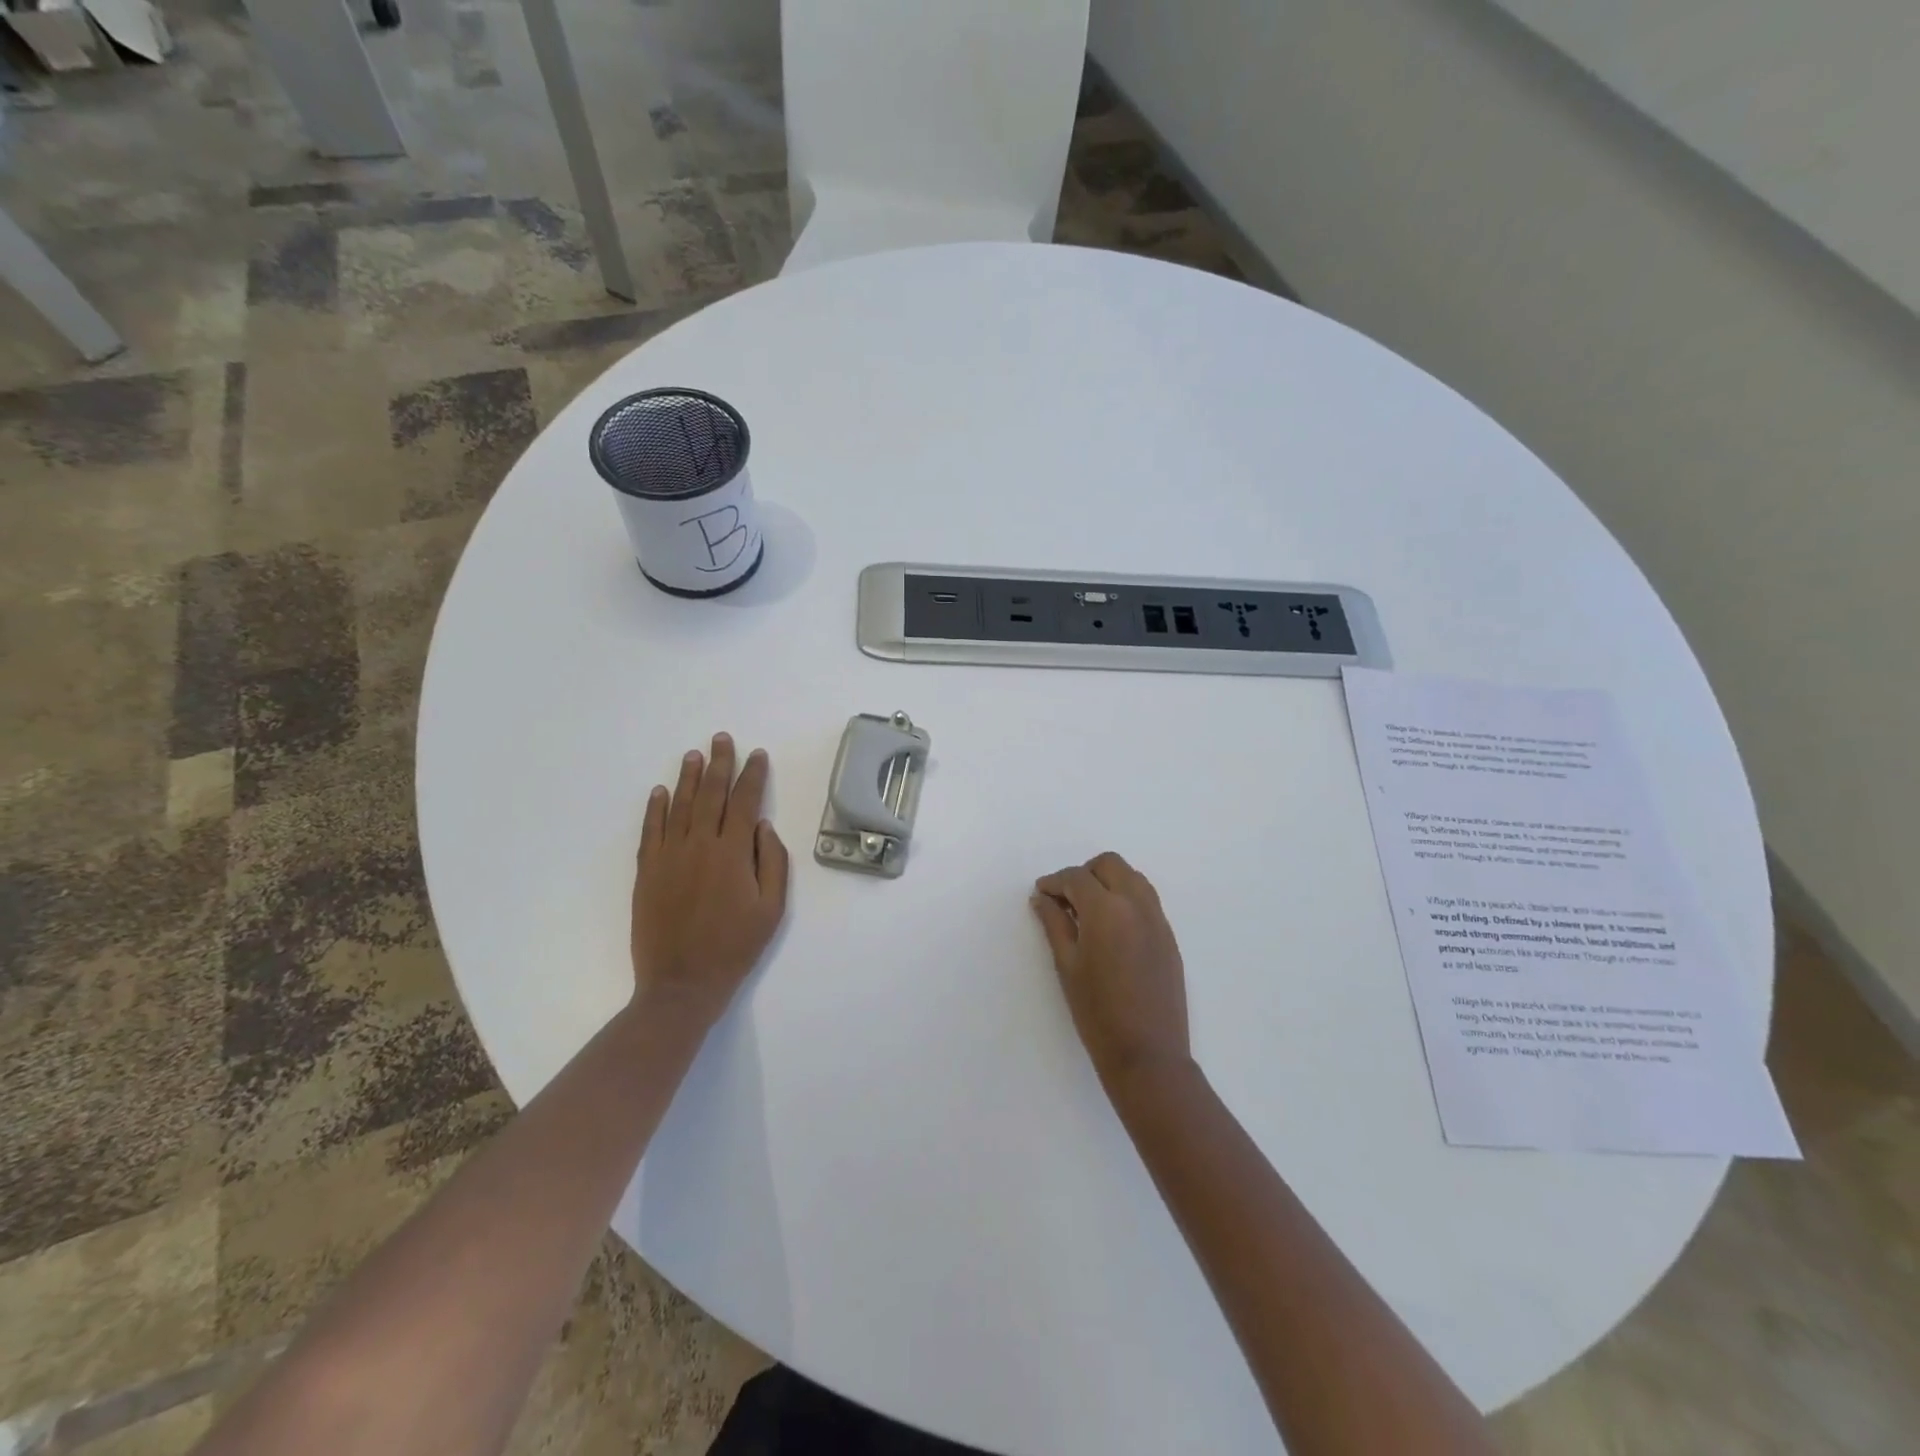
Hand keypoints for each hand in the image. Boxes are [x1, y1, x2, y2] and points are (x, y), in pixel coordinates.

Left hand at [631, 733, 789, 1028]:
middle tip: (722, 739)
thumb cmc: (735, 947)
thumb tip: (763, 827)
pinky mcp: (647, 871)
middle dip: (719, 763)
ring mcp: (668, 856)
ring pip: (679, 806)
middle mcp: (699, 845)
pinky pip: (651, 830)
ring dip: (688, 777)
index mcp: (732, 853)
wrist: (681, 983)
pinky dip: (655, 808)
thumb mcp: (771, 910)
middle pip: (710, 794)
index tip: (757, 755)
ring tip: (694, 754)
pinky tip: (660, 791)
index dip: (752, 775)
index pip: (745, 802)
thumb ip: (772, 863)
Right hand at [1032, 852, 1191, 1089]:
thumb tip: (1042, 898)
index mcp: (1107, 910)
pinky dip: (1125, 899)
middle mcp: (1136, 904)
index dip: (1054, 882)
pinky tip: (1111, 928)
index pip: (1077, 878)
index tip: (1040, 894)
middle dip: (1084, 874)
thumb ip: (1054, 924)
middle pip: (1109, 864)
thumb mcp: (1067, 966)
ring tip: (1088, 912)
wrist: (1148, 1055)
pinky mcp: (1169, 936)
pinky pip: (1146, 900)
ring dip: (1108, 882)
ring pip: (1132, 877)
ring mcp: (1158, 919)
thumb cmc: (1097, 1013)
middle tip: (1065, 899)